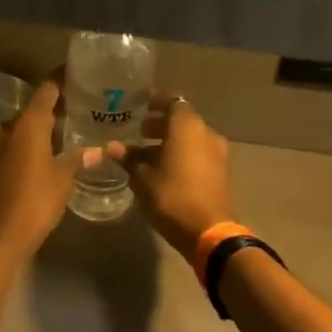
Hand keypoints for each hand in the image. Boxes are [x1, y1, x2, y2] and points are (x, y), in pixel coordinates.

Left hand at [0, 75, 85, 260]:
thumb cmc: (35, 202)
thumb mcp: (63, 179)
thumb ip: (79, 158)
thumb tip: (99, 150)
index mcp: (27, 125)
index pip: (46, 89)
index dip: (61, 79)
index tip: (78, 72)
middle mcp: (7, 128)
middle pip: (32, 109)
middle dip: (54, 106)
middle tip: (80, 107)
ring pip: (21, 128)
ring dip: (41, 128)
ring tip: (67, 131)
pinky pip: (12, 144)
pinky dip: (29, 143)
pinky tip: (46, 153)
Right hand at [121, 95, 233, 257]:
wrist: (208, 231)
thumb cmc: (171, 196)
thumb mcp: (142, 178)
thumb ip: (128, 158)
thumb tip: (112, 147)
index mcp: (187, 126)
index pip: (172, 101)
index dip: (155, 100)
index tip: (138, 104)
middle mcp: (206, 133)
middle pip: (181, 120)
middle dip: (159, 123)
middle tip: (137, 131)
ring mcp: (216, 153)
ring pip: (189, 138)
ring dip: (169, 141)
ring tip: (144, 153)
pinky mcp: (219, 172)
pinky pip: (196, 154)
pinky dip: (180, 155)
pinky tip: (161, 169)